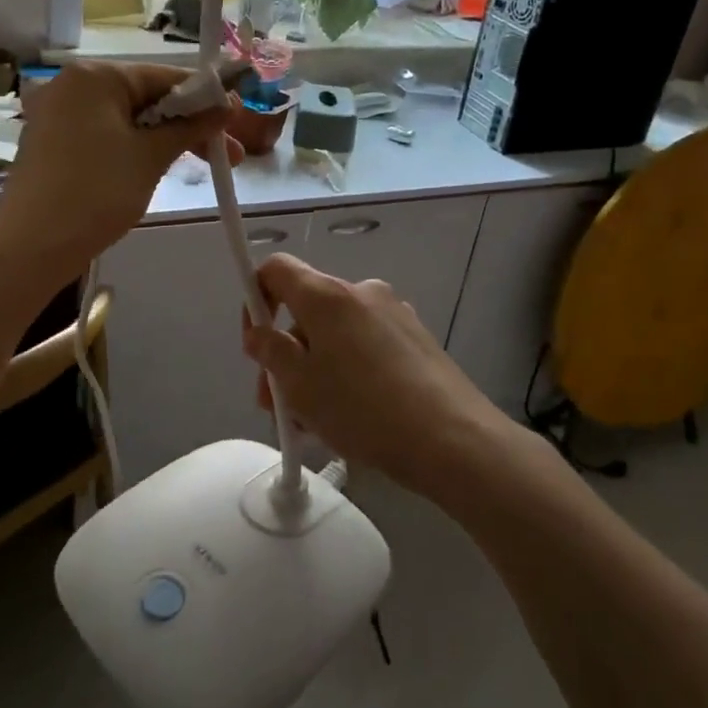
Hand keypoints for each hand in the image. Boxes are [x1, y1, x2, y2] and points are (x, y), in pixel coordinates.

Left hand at [0, 61, 237, 279]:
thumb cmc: (96, 192)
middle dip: (189, 125)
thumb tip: (226, 104)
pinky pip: (106, 135)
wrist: (31, 245)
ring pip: (128, 119)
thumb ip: (190, 126)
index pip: (165, 76)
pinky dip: (135, 148)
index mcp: (96, 76)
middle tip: (229, 155)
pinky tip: (158, 168)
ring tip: (201, 165)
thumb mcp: (151, 157)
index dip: (206, 98)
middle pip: (146, 97)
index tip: (238, 120)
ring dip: (165, 139)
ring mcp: (59, 115)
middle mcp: (74, 86)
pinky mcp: (53, 143)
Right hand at [241, 253, 508, 496]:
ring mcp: (393, 312)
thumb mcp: (300, 386)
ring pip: (336, 333)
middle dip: (286, 352)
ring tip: (314, 422)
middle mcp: (360, 291)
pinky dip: (348, 369)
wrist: (453, 439)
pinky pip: (365, 344)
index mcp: (326, 295)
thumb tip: (260, 333)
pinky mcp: (416, 337)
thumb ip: (270, 352)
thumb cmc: (363, 409)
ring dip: (316, 367)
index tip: (256, 343)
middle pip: (307, 308)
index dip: (254, 297)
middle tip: (278, 403)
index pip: (275, 268)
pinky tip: (352, 414)